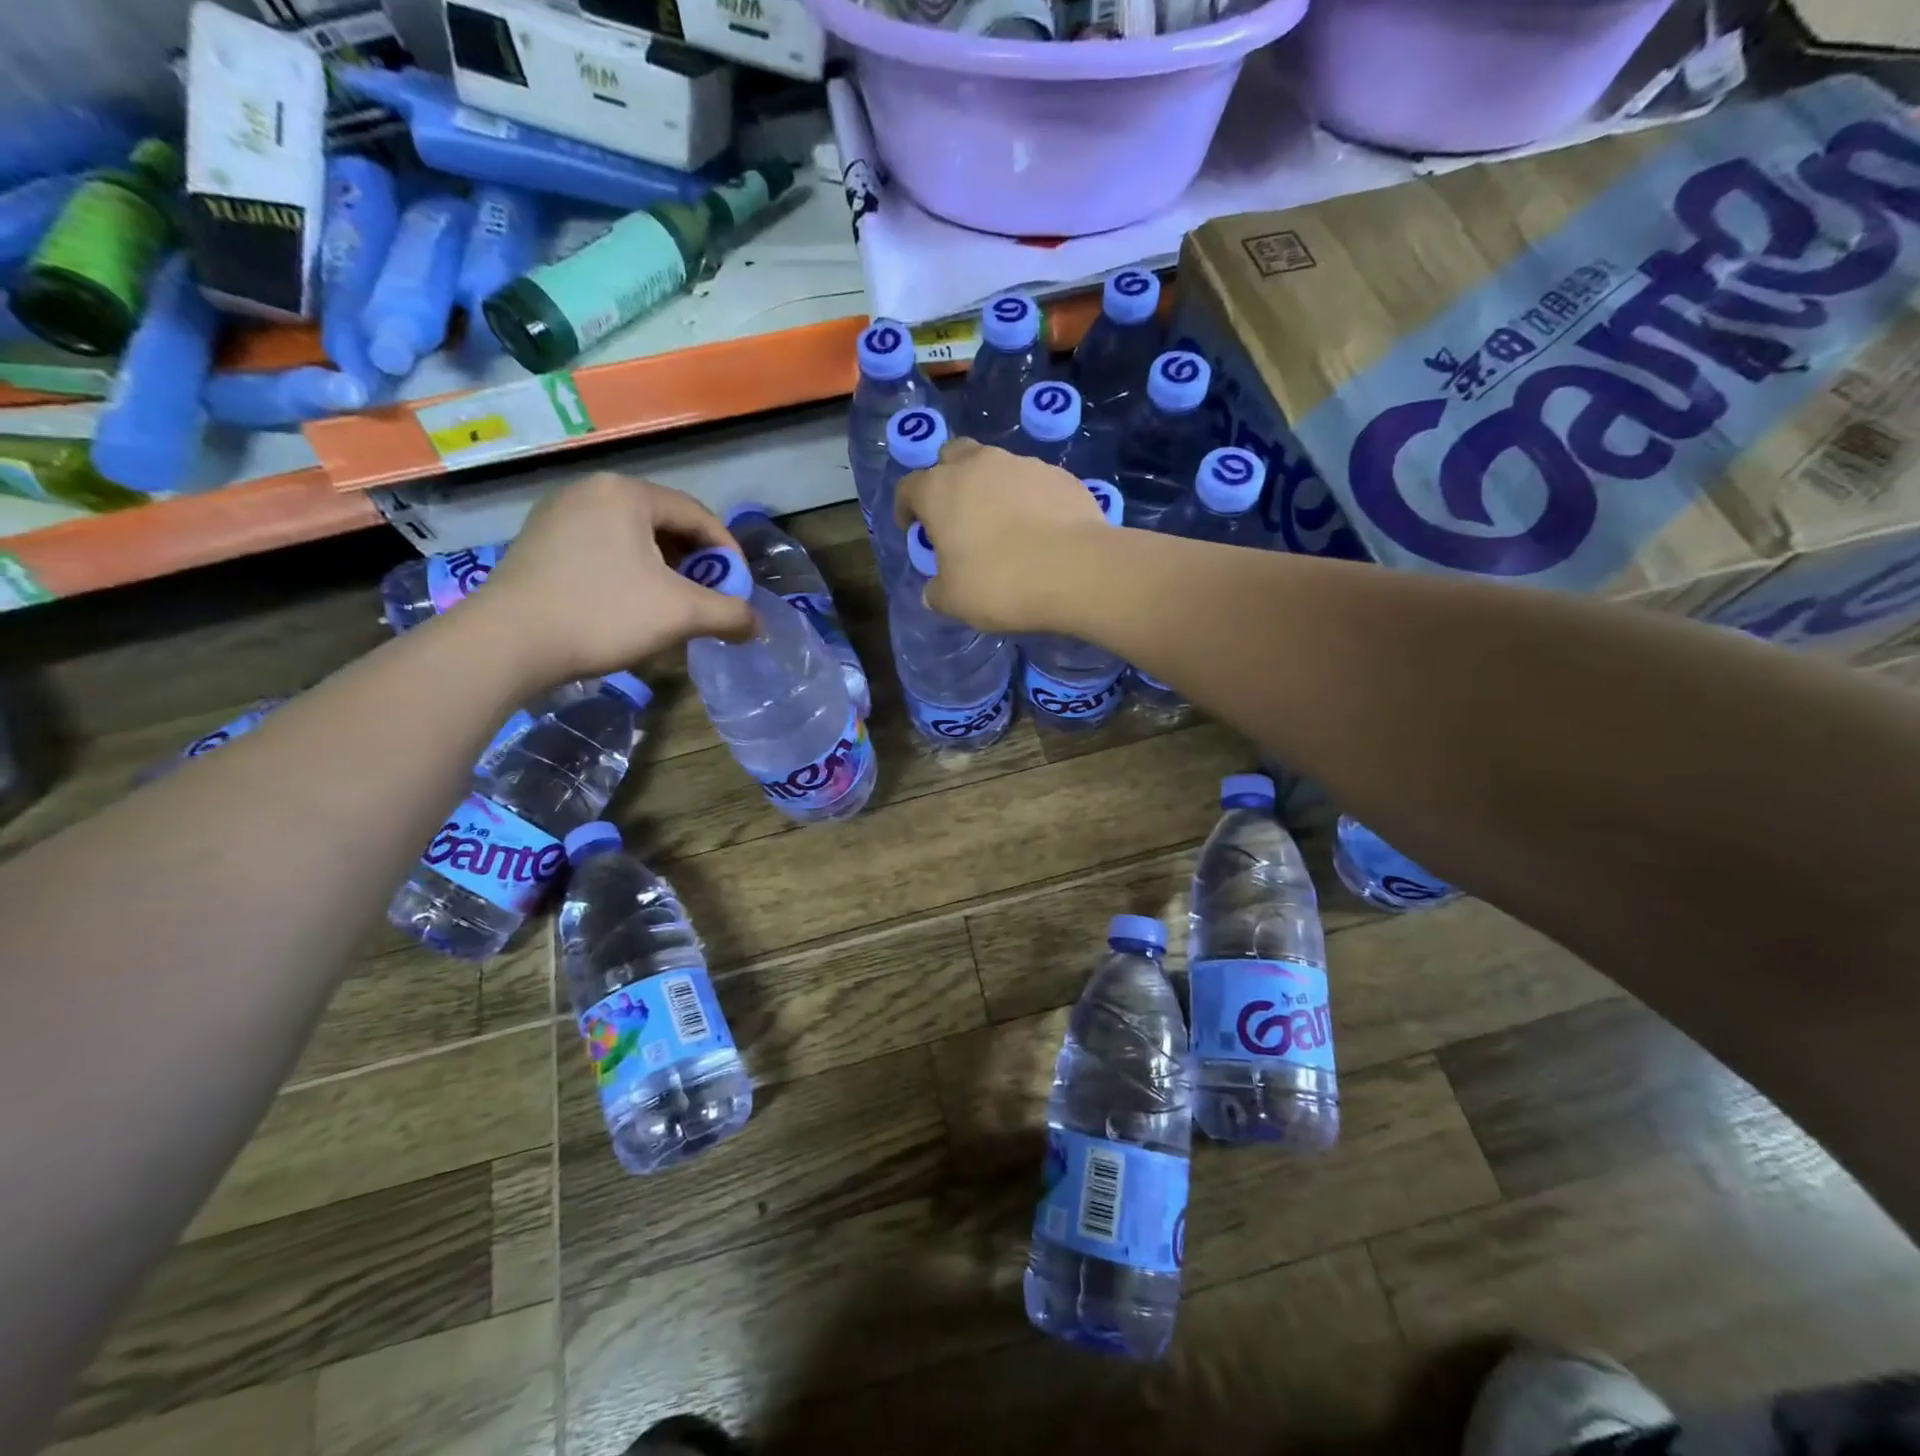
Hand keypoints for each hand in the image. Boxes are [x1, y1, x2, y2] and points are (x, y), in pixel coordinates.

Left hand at [465, 472, 756, 684]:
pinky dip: (629, 572)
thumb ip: (730, 614)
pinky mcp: (539, 543)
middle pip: (664, 523)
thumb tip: (758, 625)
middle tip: (710, 597)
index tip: (740, 589)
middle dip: (695, 562)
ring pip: (632, 538)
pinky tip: (631, 605)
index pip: (697, 515)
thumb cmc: (603, 614)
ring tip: (674, 605)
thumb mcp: (681, 614)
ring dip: (663, 570)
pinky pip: (602, 549)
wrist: (507, 643)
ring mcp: (558, 514)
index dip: (728, 552)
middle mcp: (591, 491)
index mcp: (627, 493)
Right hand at [895, 439, 1108, 632]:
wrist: (1076, 570)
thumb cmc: (1000, 583)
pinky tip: (1039, 529)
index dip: (906, 508)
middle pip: (952, 456)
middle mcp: (978, 465)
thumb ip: (937, 592)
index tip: (912, 529)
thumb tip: (934, 591)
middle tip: (955, 513)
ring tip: (1002, 523)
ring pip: (996, 466)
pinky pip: (1033, 482)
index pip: (909, 488)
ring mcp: (1022, 464)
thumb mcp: (955, 601)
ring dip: (990, 487)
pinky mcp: (1060, 475)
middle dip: (947, 478)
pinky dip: (1028, 499)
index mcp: (940, 490)